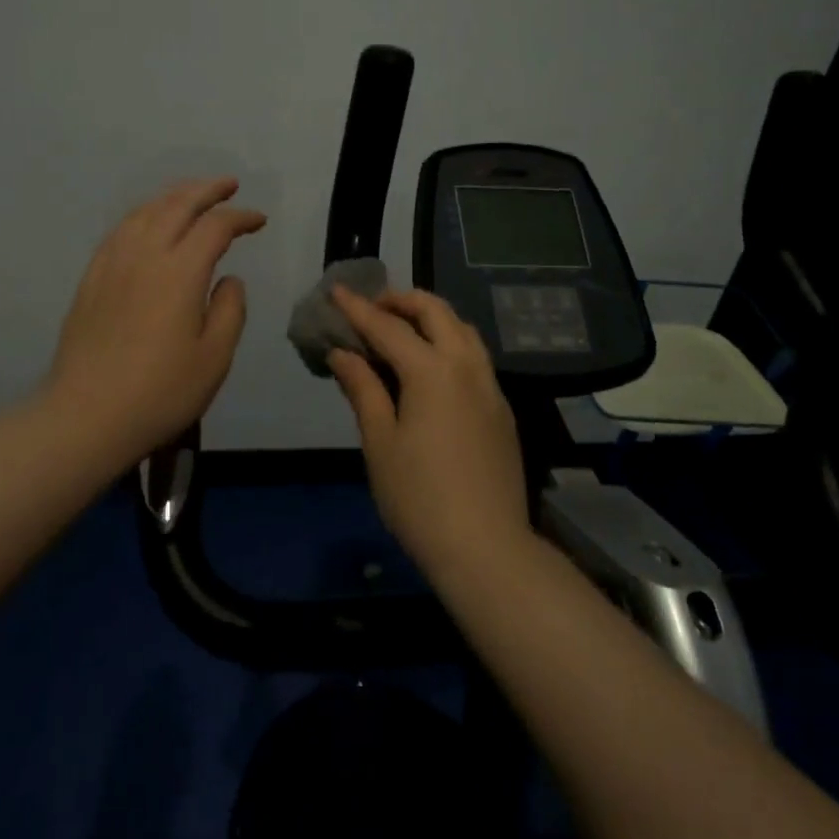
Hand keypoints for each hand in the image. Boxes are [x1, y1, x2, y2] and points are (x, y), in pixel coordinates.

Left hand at [43, 177, 266, 468]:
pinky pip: (120, 230)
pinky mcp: (91, 279)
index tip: (259, 221)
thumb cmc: (160, 392)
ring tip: (192, 196)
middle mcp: (144, 255)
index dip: (240, 217)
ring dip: (173, 197)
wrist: (86, 416)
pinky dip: (143, 215)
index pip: (215, 226)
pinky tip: (148, 224)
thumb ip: (229, 310)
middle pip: (176, 205)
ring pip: (144, 212)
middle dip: (206, 190)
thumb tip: (229, 280)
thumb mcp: (214, 358)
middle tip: (229, 185)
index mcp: (180, 272)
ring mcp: (112, 264)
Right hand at [326, 287, 531, 580]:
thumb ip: (363, 389)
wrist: (486, 548)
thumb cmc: (419, 498)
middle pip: (436, 312)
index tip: (336, 290)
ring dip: (430, 317)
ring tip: (401, 330)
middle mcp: (467, 366)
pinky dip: (449, 342)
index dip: (358, 309)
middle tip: (372, 309)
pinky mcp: (501, 408)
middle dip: (401, 301)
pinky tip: (431, 367)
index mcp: (432, 371)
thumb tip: (343, 352)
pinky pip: (475, 356)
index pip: (388, 327)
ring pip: (462, 329)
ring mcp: (490, 386)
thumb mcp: (380, 443)